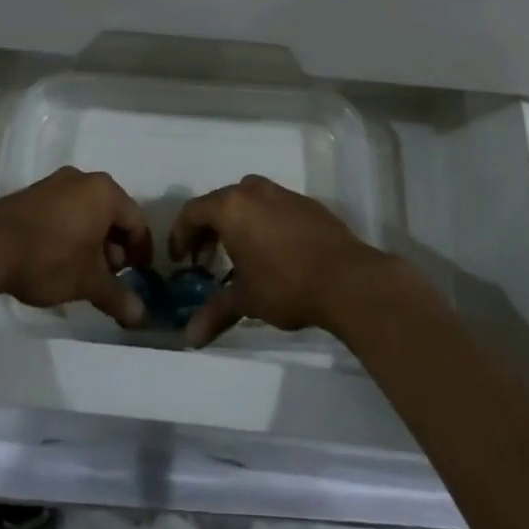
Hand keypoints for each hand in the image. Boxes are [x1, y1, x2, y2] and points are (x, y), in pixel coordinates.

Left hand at [0, 167, 153, 326]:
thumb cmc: (49, 257)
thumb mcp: (87, 282)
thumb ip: (117, 296)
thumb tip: (141, 317)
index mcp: (104, 192)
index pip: (137, 221)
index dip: (142, 252)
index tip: (141, 277)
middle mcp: (82, 179)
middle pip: (112, 215)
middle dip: (115, 249)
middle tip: (111, 278)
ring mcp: (54, 184)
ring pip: (87, 214)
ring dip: (93, 243)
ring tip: (84, 274)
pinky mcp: (32, 196)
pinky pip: (65, 213)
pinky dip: (71, 235)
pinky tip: (60, 261)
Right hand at [169, 174, 386, 346]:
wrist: (347, 279)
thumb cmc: (285, 285)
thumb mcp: (245, 300)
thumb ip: (215, 313)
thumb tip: (188, 338)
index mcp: (231, 207)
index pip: (192, 212)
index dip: (181, 236)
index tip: (181, 261)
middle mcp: (254, 191)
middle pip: (219, 203)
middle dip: (207, 231)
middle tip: (206, 261)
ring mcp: (284, 194)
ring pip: (248, 201)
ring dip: (236, 224)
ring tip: (238, 255)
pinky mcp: (308, 204)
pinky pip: (274, 207)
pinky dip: (263, 223)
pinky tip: (273, 252)